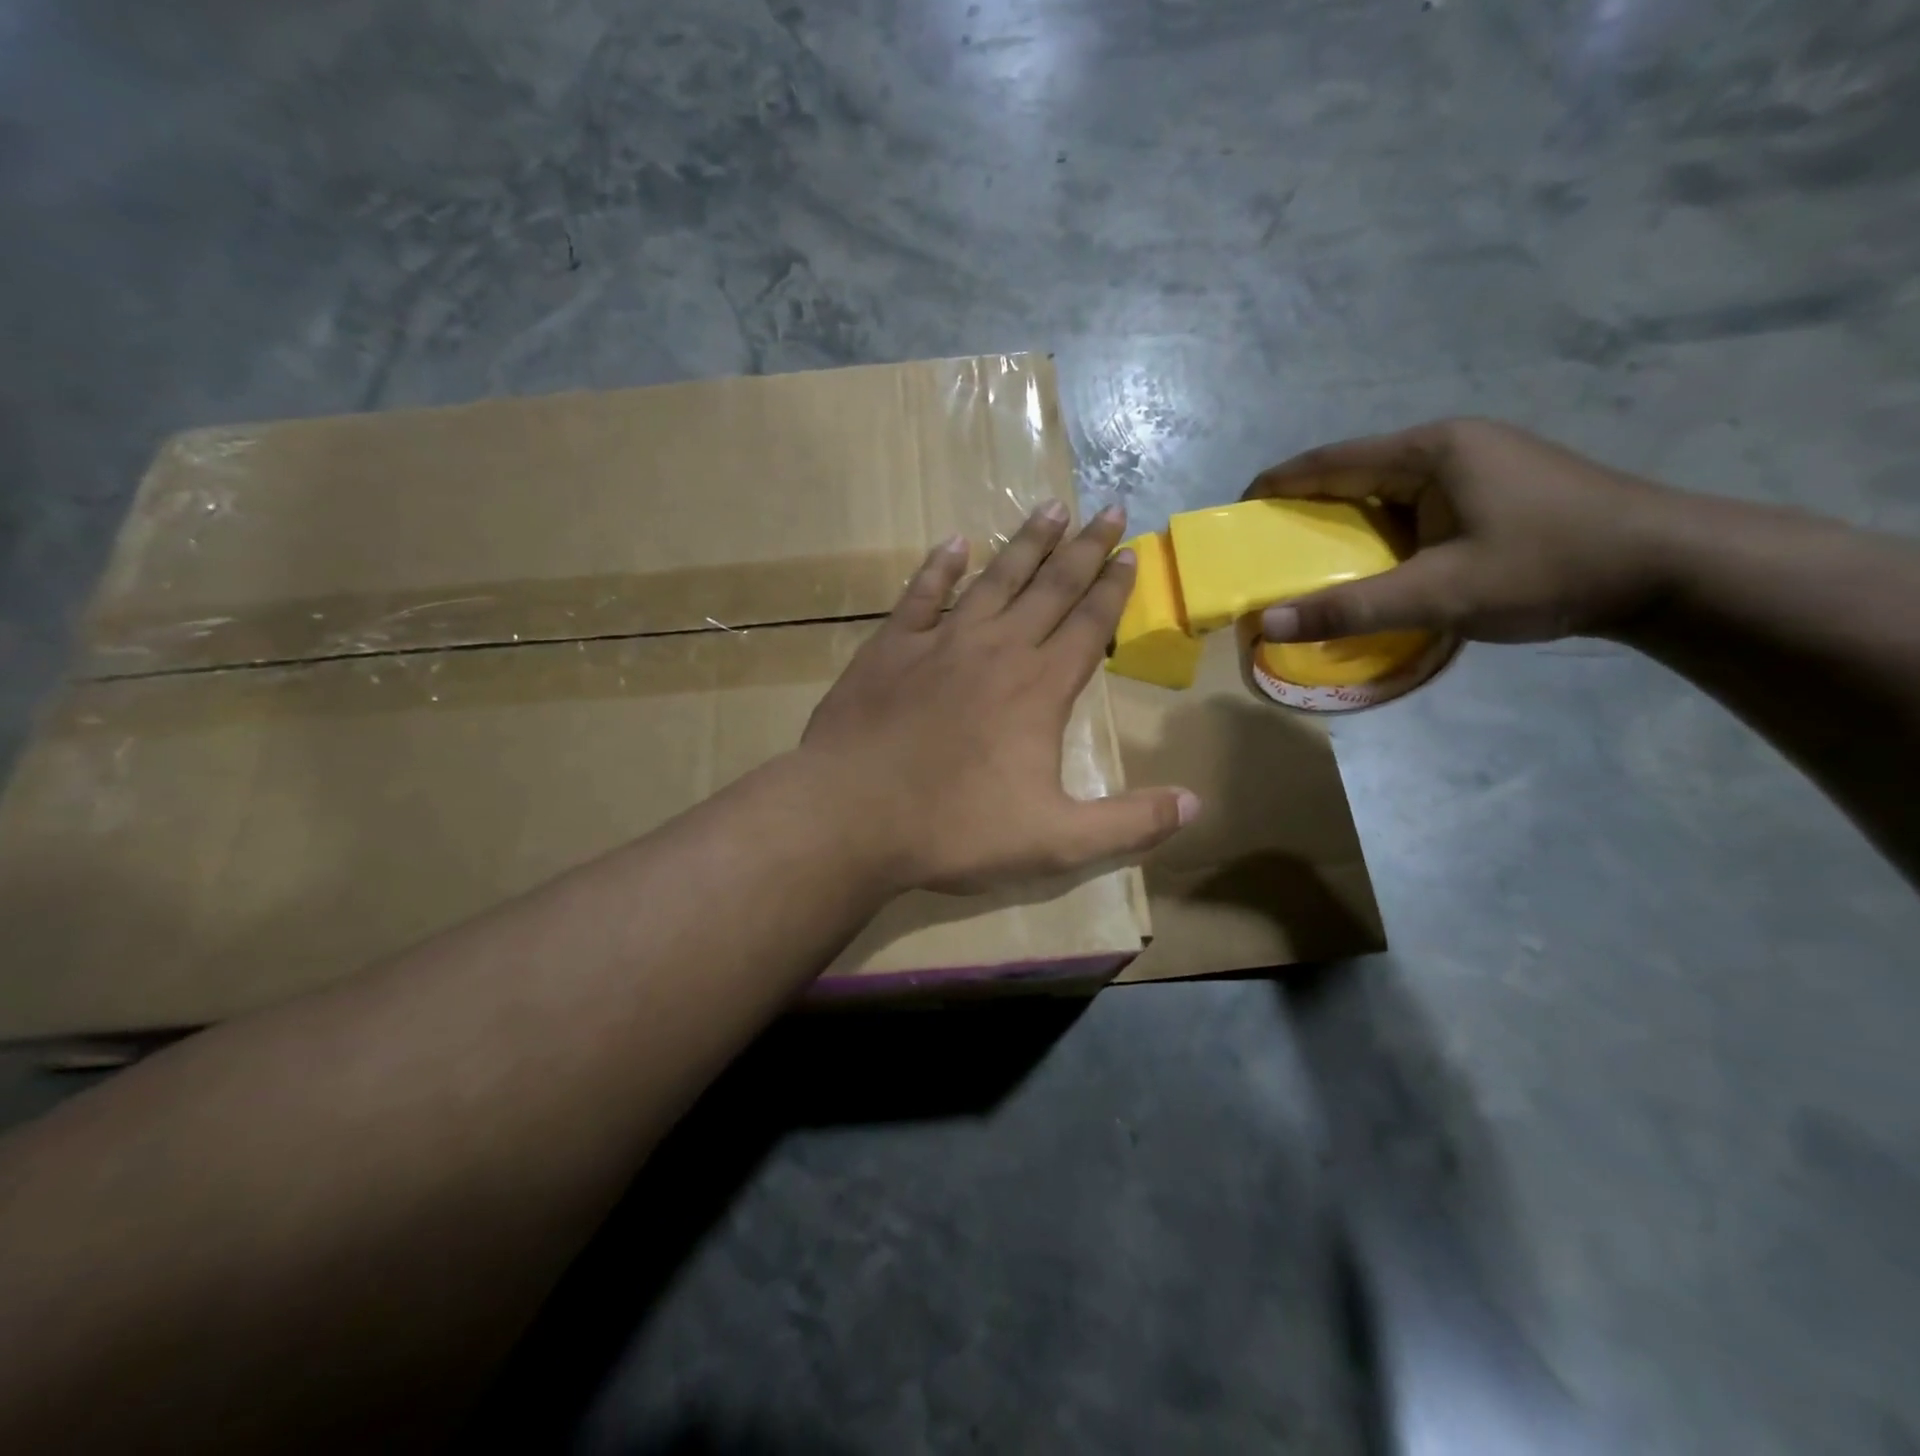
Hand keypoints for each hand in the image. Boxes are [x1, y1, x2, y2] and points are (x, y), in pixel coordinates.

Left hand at [801, 502, 1198, 893]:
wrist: (851, 814)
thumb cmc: (955, 829)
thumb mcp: (1055, 841)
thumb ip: (1129, 823)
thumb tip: (1196, 804)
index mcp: (1039, 688)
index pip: (1089, 625)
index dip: (1114, 589)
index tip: (1131, 553)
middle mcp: (996, 650)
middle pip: (1050, 588)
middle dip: (1084, 549)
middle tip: (1109, 509)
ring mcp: (940, 642)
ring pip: (994, 579)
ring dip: (1026, 543)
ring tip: (1051, 508)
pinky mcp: (890, 648)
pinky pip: (922, 594)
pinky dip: (940, 568)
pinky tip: (955, 543)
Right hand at [1247, 418, 1687, 643]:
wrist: (1669, 570)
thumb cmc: (1549, 567)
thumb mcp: (1441, 594)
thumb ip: (1350, 610)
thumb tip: (1267, 626)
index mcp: (1431, 451)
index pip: (1330, 461)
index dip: (1276, 485)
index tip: (1236, 513)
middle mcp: (1449, 447)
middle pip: (1354, 474)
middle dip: (1306, 510)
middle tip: (1267, 551)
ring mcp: (1476, 467)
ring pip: (1384, 494)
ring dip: (1345, 527)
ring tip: (1310, 565)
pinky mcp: (1492, 492)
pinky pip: (1413, 509)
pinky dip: (1380, 536)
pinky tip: (1373, 568)